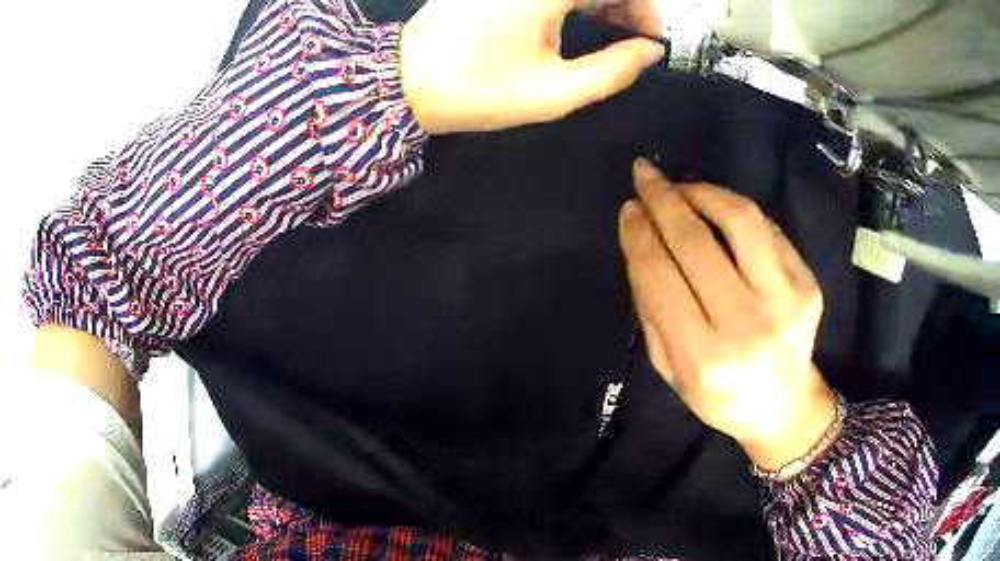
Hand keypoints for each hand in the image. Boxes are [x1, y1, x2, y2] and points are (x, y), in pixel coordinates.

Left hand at [400, 0, 665, 133]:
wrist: (404, 81)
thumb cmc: (478, 90)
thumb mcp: (555, 92)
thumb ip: (613, 71)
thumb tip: (650, 51)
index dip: (646, 9)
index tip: (652, 39)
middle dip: (626, 6)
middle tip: (636, 41)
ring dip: (601, 1)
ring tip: (613, 34)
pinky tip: (580, 19)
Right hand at [619, 159, 836, 471]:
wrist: (783, 407)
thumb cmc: (720, 396)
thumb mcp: (670, 370)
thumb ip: (652, 308)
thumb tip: (641, 241)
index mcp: (703, 357)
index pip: (660, 276)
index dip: (639, 234)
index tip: (628, 209)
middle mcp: (747, 326)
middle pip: (696, 241)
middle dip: (663, 199)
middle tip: (645, 175)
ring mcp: (785, 301)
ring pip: (741, 220)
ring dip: (704, 191)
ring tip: (683, 187)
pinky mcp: (808, 285)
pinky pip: (768, 231)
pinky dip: (737, 213)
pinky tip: (719, 212)